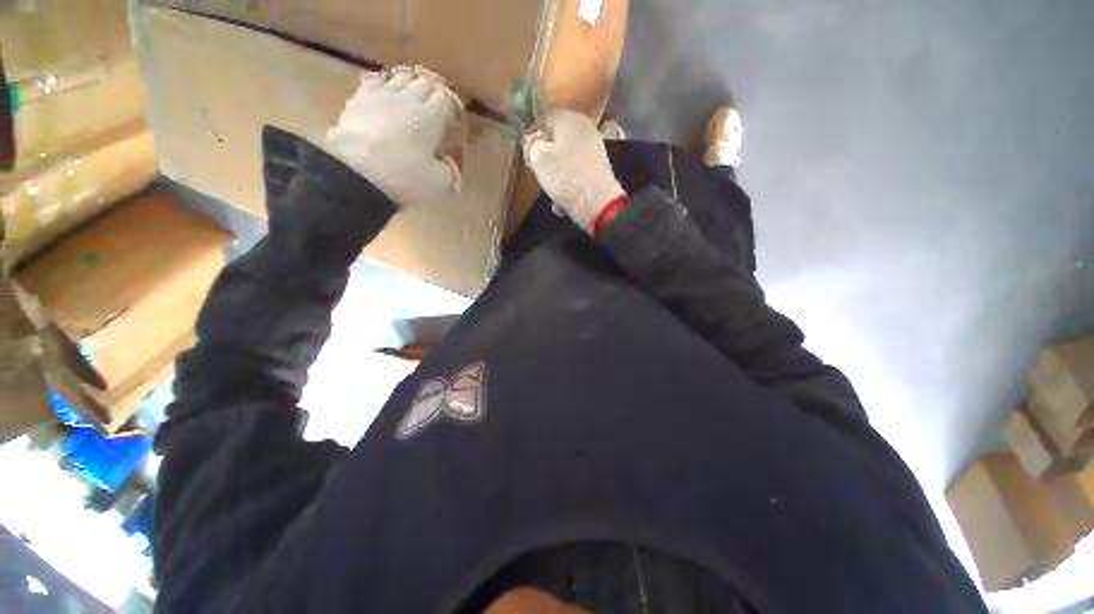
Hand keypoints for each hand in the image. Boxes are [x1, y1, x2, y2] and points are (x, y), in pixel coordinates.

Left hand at [326, 66, 462, 206]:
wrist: (356, 175)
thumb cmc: (405, 178)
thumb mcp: (440, 182)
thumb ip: (450, 170)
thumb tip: (448, 163)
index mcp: (431, 117)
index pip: (446, 98)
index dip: (451, 107)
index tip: (452, 122)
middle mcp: (408, 98)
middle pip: (425, 82)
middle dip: (433, 93)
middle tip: (436, 109)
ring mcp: (381, 95)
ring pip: (401, 77)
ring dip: (411, 85)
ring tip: (413, 99)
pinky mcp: (358, 99)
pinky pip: (375, 81)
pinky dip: (385, 85)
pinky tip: (385, 95)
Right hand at [522, 109, 626, 233]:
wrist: (597, 203)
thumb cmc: (564, 176)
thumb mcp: (538, 158)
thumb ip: (530, 144)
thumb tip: (531, 140)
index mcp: (568, 117)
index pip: (544, 118)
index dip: (532, 135)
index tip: (526, 154)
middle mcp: (584, 127)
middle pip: (556, 140)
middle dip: (545, 158)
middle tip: (539, 174)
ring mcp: (594, 148)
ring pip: (565, 159)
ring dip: (556, 175)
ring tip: (552, 191)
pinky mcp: (598, 167)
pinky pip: (576, 172)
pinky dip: (569, 184)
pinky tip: (564, 200)